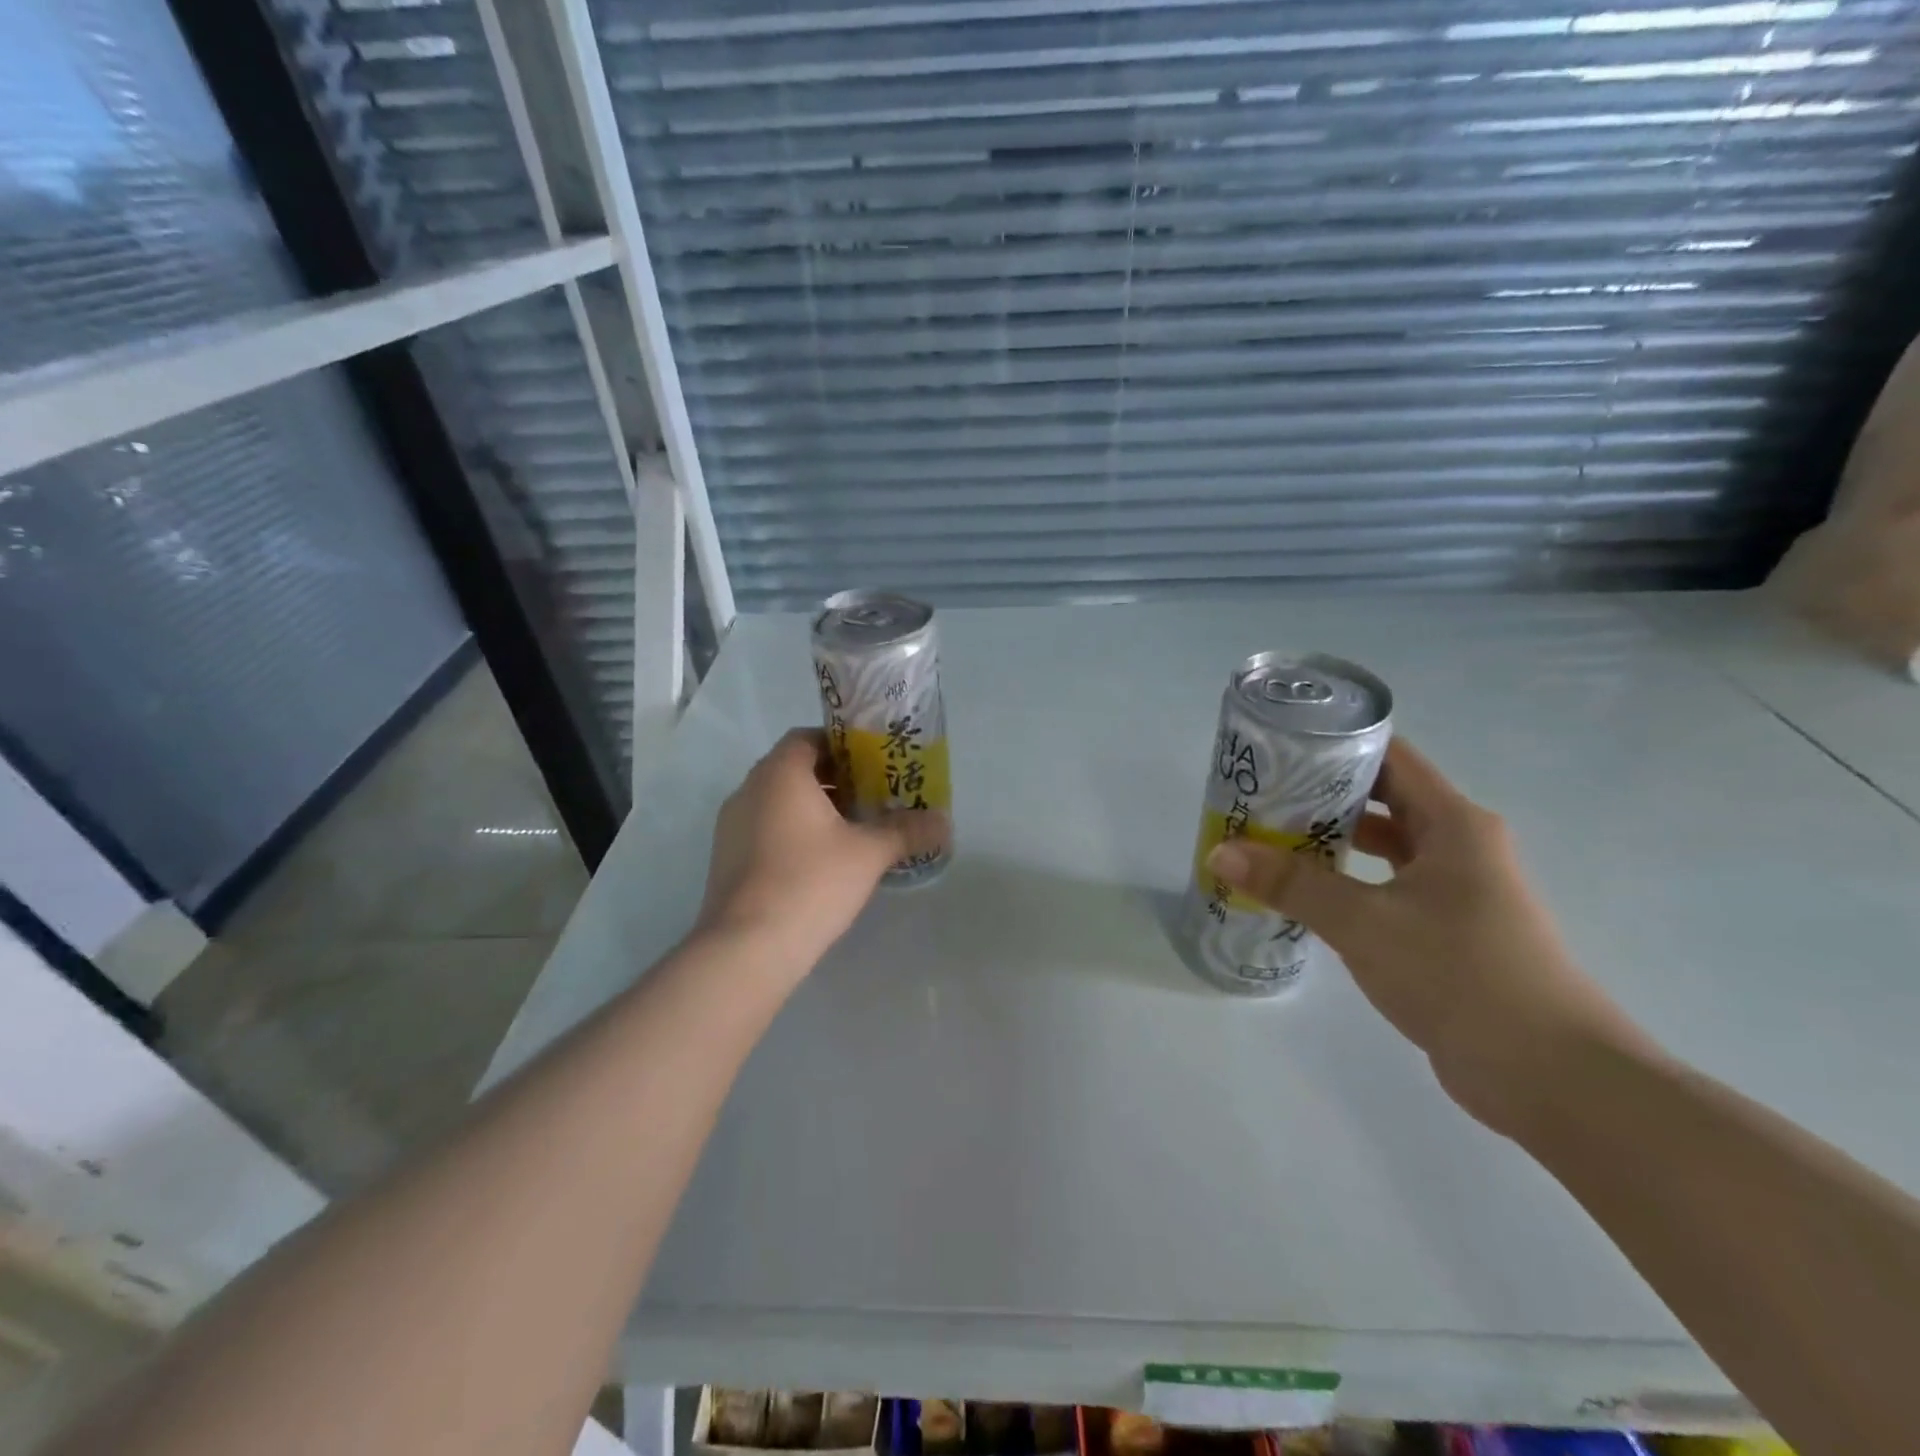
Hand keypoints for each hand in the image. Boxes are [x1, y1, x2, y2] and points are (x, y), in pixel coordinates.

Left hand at [696, 728, 948, 970]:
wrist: (746, 948)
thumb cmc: (810, 882)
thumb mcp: (869, 853)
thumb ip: (907, 831)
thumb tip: (945, 822)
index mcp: (780, 774)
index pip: (809, 737)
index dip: (843, 745)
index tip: (874, 763)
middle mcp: (749, 789)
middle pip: (795, 768)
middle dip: (835, 779)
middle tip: (873, 796)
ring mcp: (731, 826)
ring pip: (779, 801)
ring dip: (814, 808)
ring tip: (854, 830)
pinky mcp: (726, 859)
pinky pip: (765, 828)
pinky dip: (794, 832)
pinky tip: (823, 862)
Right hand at [1205, 738, 1651, 1136]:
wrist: (1552, 1077)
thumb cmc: (1461, 975)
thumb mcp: (1364, 922)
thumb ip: (1291, 883)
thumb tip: (1220, 851)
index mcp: (1453, 823)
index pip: (1389, 757)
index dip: (1334, 745)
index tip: (1277, 750)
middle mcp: (1460, 845)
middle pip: (1382, 799)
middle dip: (1320, 796)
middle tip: (1258, 798)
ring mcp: (1457, 890)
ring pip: (1383, 847)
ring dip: (1330, 841)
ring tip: (1268, 840)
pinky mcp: (1448, 931)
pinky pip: (1386, 887)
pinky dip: (1346, 883)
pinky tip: (1304, 894)